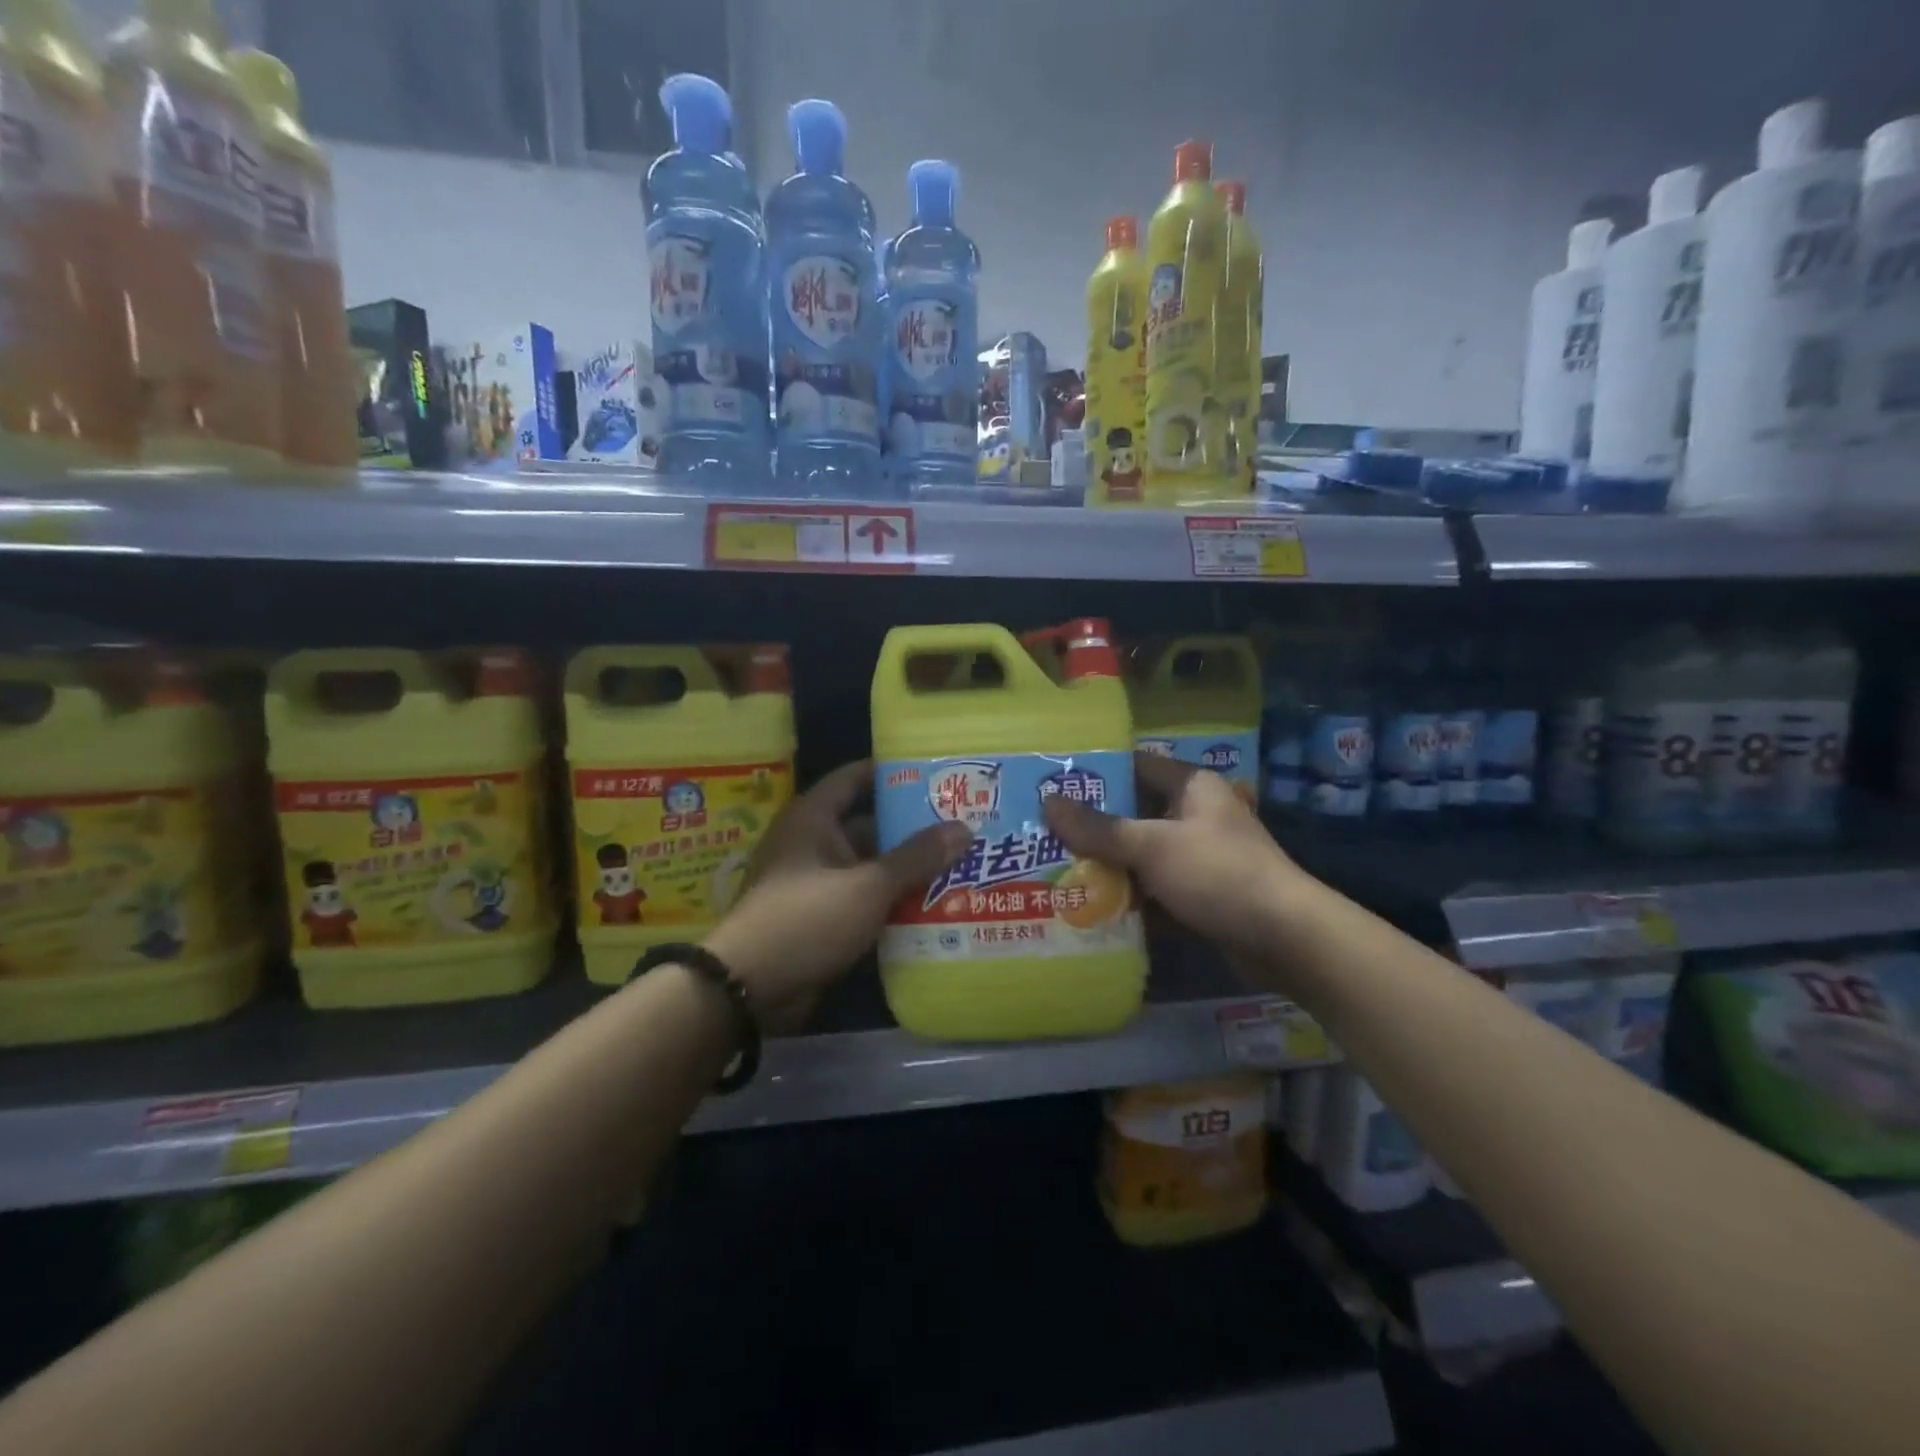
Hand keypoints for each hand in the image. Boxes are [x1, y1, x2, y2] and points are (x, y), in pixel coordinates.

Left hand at [704, 759, 968, 1020]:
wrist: (749, 987)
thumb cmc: (806, 918)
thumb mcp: (867, 885)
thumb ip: (916, 857)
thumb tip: (964, 828)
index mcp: (814, 818)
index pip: (855, 778)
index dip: (893, 772)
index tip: (936, 772)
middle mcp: (814, 843)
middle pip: (870, 825)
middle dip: (913, 827)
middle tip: (964, 824)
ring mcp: (817, 882)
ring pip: (871, 866)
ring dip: (907, 869)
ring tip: (961, 863)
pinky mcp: (822, 918)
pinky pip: (864, 899)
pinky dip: (892, 900)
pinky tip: (935, 904)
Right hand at [1042, 752, 1306, 958]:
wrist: (1285, 939)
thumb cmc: (1219, 873)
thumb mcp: (1153, 846)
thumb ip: (1100, 828)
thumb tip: (1048, 802)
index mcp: (1191, 787)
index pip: (1137, 765)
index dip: (1098, 771)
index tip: (1054, 781)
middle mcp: (1195, 816)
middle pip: (1134, 814)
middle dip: (1092, 826)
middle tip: (1043, 831)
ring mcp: (1199, 858)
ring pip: (1141, 856)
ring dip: (1107, 866)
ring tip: (1055, 869)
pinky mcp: (1200, 895)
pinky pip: (1154, 891)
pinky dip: (1128, 899)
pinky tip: (1089, 909)